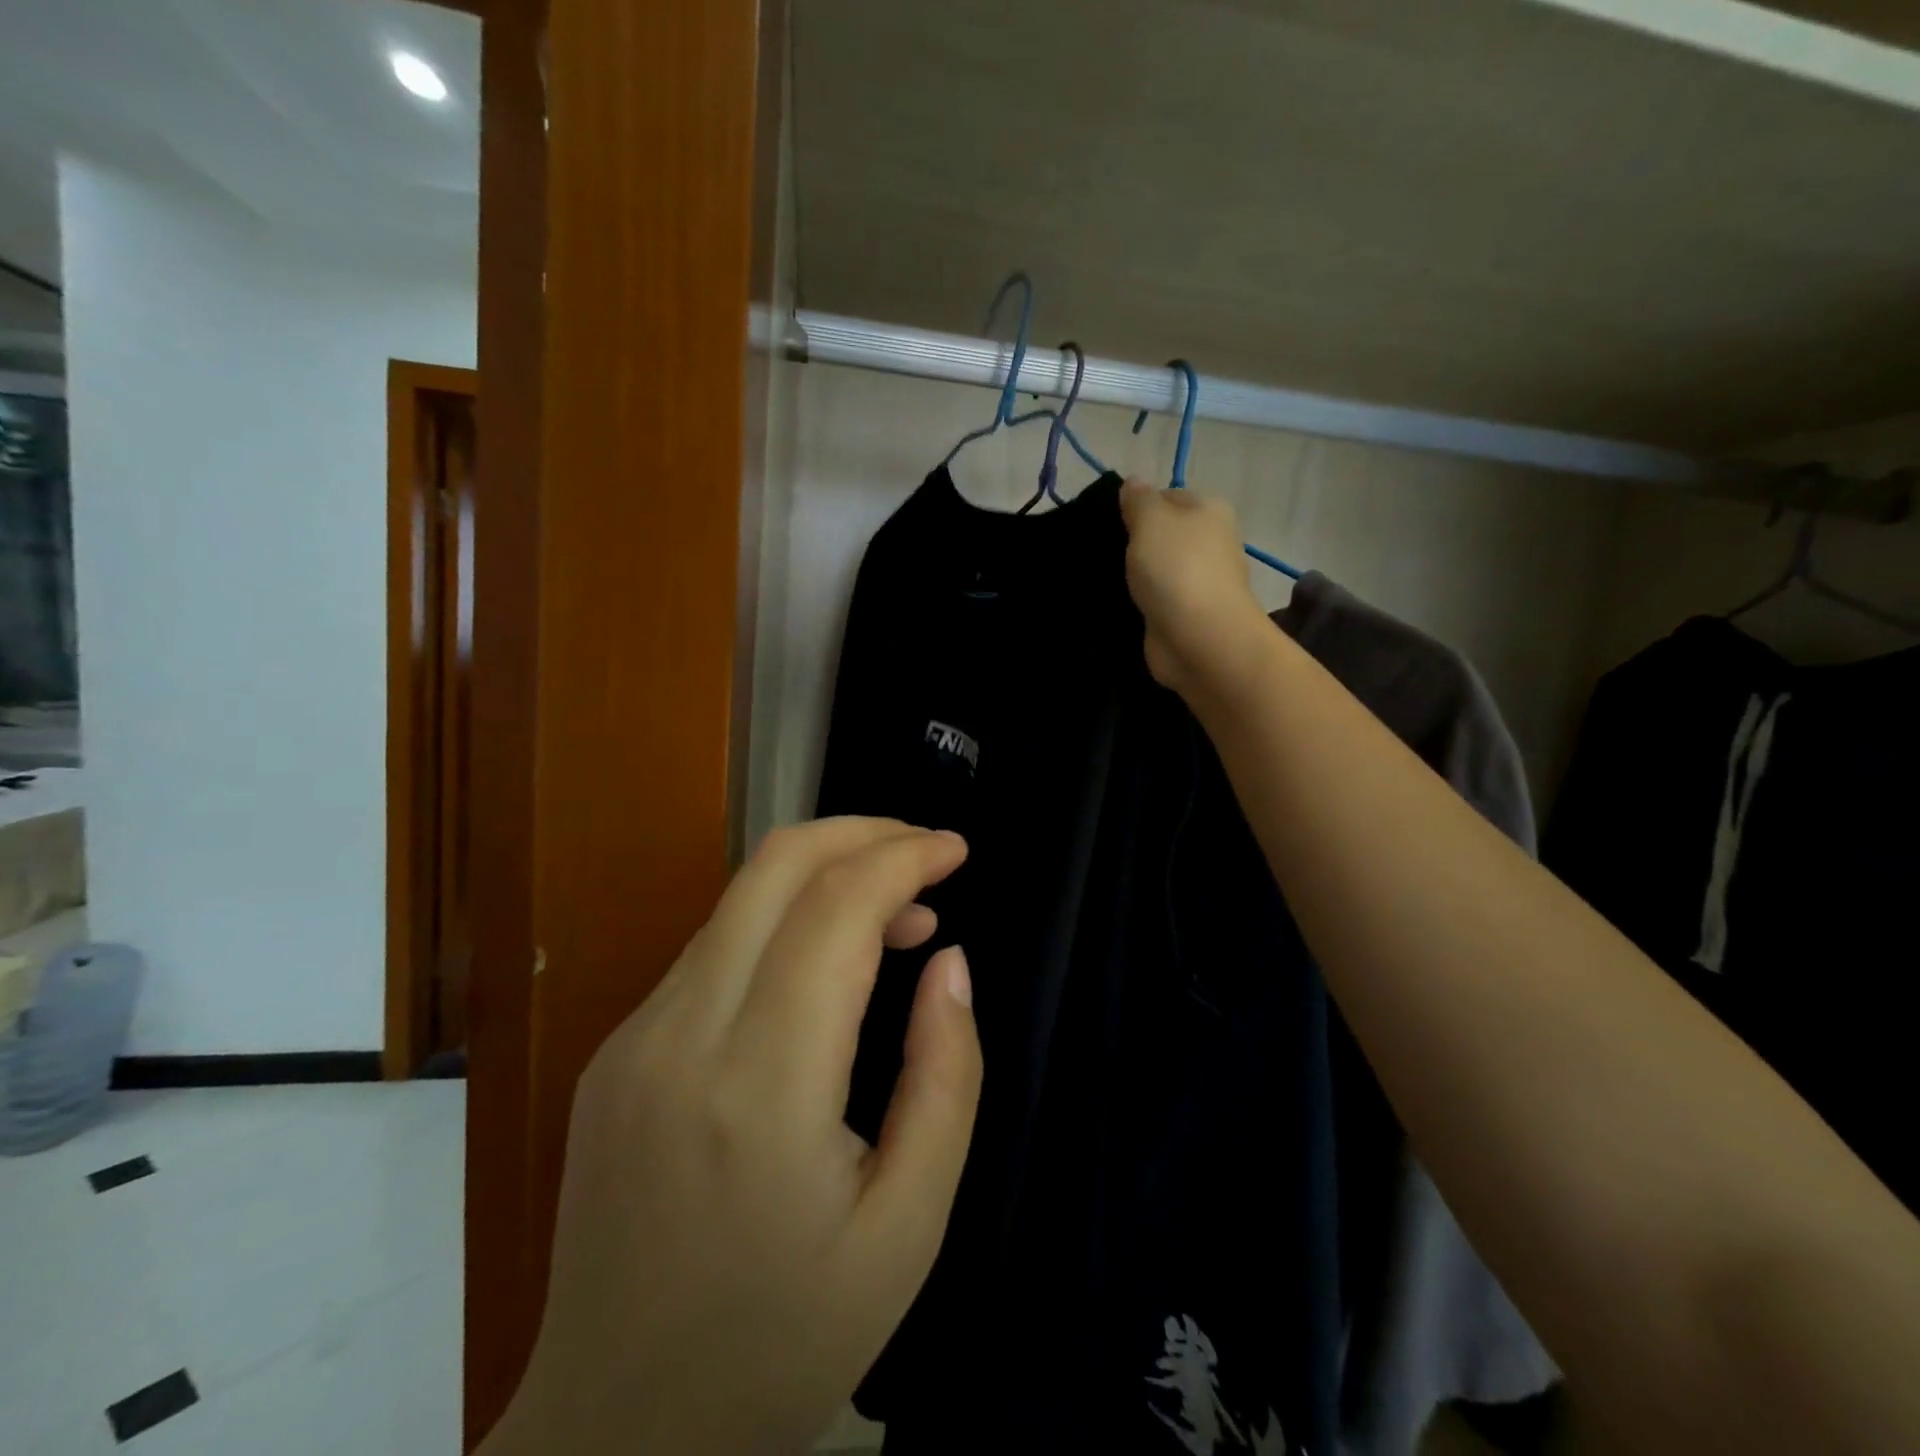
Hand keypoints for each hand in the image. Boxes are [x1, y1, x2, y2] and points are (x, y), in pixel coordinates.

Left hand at [488, 819, 981, 1454]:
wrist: (613, 1436)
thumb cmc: (784, 1339)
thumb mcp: (909, 1224)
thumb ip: (945, 1075)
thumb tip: (949, 961)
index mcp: (760, 1086)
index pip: (835, 910)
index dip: (904, 857)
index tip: (956, 850)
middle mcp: (680, 1037)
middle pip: (773, 867)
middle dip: (861, 832)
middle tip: (926, 852)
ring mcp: (633, 1039)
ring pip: (739, 899)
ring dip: (824, 878)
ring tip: (895, 917)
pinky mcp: (615, 1051)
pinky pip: (712, 949)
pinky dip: (782, 924)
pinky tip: (823, 967)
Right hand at [1119, 481, 1270, 696]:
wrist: (1199, 638)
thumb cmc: (1176, 569)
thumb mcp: (1151, 520)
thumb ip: (1139, 499)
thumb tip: (1133, 482)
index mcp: (1210, 511)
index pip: (1169, 496)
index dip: (1139, 506)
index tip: (1111, 522)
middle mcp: (1211, 543)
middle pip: (1165, 535)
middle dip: (1136, 543)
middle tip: (1104, 550)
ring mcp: (1200, 582)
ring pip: (1160, 569)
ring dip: (1137, 575)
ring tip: (1103, 578)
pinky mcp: (1187, 616)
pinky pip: (1157, 600)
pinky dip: (1141, 602)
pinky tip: (1119, 605)